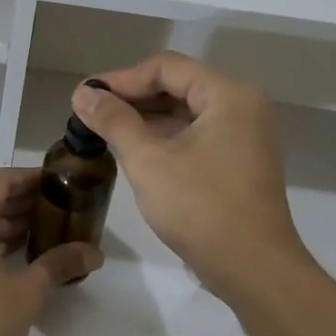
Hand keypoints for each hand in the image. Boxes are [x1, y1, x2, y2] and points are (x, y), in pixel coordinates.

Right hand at [71, 54, 309, 301]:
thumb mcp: (149, 161)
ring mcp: (245, 136)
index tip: (86, 96)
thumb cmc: (200, 208)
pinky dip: (165, 138)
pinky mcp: (239, 163)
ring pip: (187, 112)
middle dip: (132, 97)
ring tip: (104, 131)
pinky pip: (197, 135)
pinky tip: (133, 150)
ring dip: (146, 118)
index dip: (121, 79)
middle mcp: (243, 107)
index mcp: (229, 95)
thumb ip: (114, 122)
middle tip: (90, 113)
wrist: (252, 268)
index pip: (166, 68)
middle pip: (179, 86)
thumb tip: (83, 95)